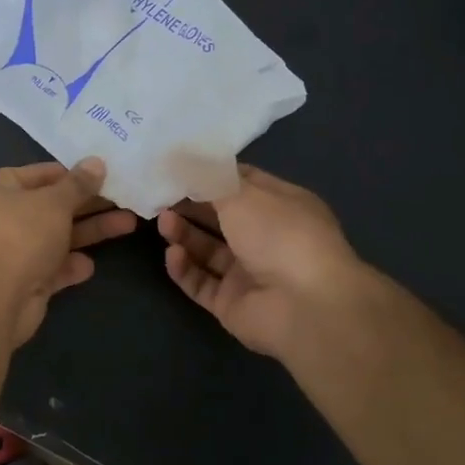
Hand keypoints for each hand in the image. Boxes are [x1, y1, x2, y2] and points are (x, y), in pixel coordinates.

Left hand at [0, 159, 135, 345]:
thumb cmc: (20, 236)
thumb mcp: (54, 203)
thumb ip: (78, 184)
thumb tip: (96, 162)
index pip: (37, 174)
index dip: (70, 173)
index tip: (102, 172)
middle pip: (49, 206)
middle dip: (87, 204)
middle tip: (123, 198)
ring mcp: (9, 252)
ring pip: (54, 237)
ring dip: (88, 232)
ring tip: (128, 223)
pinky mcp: (21, 282)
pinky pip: (50, 267)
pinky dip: (69, 265)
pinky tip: (88, 265)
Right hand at [156, 165, 368, 359]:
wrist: (305, 307)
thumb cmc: (279, 235)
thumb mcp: (242, 193)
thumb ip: (206, 178)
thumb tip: (179, 158)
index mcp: (280, 206)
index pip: (240, 183)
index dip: (209, 175)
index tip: (175, 166)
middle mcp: (266, 238)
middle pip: (219, 217)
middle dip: (189, 205)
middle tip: (158, 196)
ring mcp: (248, 273)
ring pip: (207, 250)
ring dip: (183, 234)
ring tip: (163, 223)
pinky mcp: (231, 303)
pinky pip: (200, 282)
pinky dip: (185, 268)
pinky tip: (173, 254)